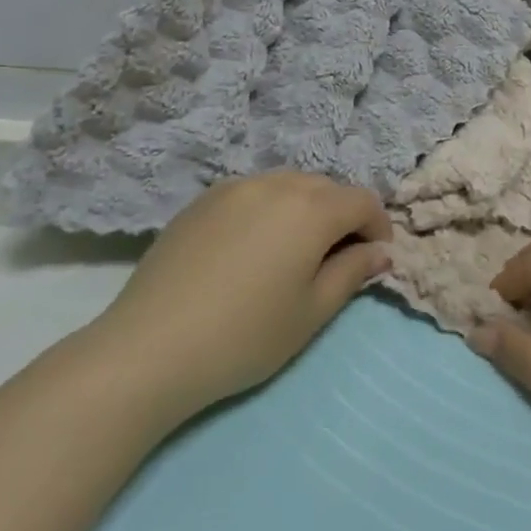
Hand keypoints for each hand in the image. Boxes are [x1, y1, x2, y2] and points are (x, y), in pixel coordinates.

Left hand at [81, 172, 391, 428]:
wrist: (151, 347)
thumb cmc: (245, 335)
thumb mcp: (312, 312)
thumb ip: (352, 273)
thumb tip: (380, 252)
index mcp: (310, 208)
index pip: (362, 201)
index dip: (378, 227)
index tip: (374, 260)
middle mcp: (274, 184)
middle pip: (325, 189)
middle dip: (341, 217)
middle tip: (335, 260)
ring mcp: (233, 188)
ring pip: (287, 186)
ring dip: (304, 210)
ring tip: (292, 253)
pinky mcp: (201, 200)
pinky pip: (251, 193)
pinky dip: (267, 210)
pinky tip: (250, 250)